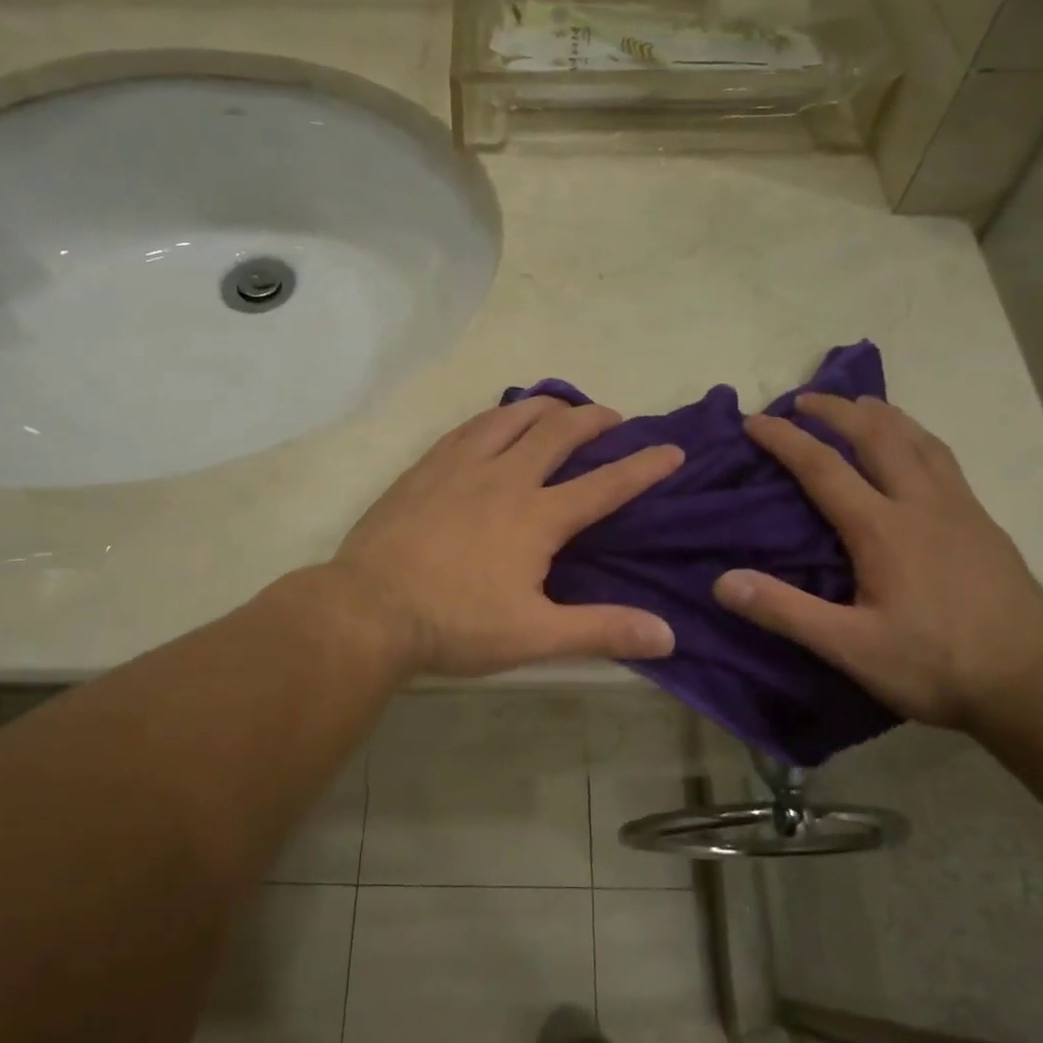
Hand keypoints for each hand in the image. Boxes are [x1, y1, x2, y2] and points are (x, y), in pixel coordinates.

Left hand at [330, 398, 683, 676]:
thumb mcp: (534, 635)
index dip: (644, 467)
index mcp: (537, 516)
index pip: (605, 484)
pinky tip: (495, 421)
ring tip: (561, 407)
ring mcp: (461, 466)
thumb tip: (667, 635)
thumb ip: (602, 631)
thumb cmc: (455, 623)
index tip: (673, 450)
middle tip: (613, 418)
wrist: (369, 608)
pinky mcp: (426, 467)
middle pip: (559, 433)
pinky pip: (470, 427)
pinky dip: (496, 416)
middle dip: (594, 420)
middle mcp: (505, 477)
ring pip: (512, 417)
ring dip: (545, 407)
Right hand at [712, 395, 1042, 732]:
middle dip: (836, 410)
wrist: (1034, 685)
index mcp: (883, 529)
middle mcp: (922, 504)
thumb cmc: (935, 666)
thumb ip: (785, 611)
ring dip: (882, 415)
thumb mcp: (850, 648)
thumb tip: (722, 580)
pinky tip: (914, 448)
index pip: (823, 468)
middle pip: (876, 436)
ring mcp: (960, 509)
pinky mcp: (984, 522)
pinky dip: (916, 436)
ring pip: (918, 440)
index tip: (754, 421)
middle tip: (803, 399)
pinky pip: (943, 459)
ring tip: (858, 405)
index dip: (785, 440)